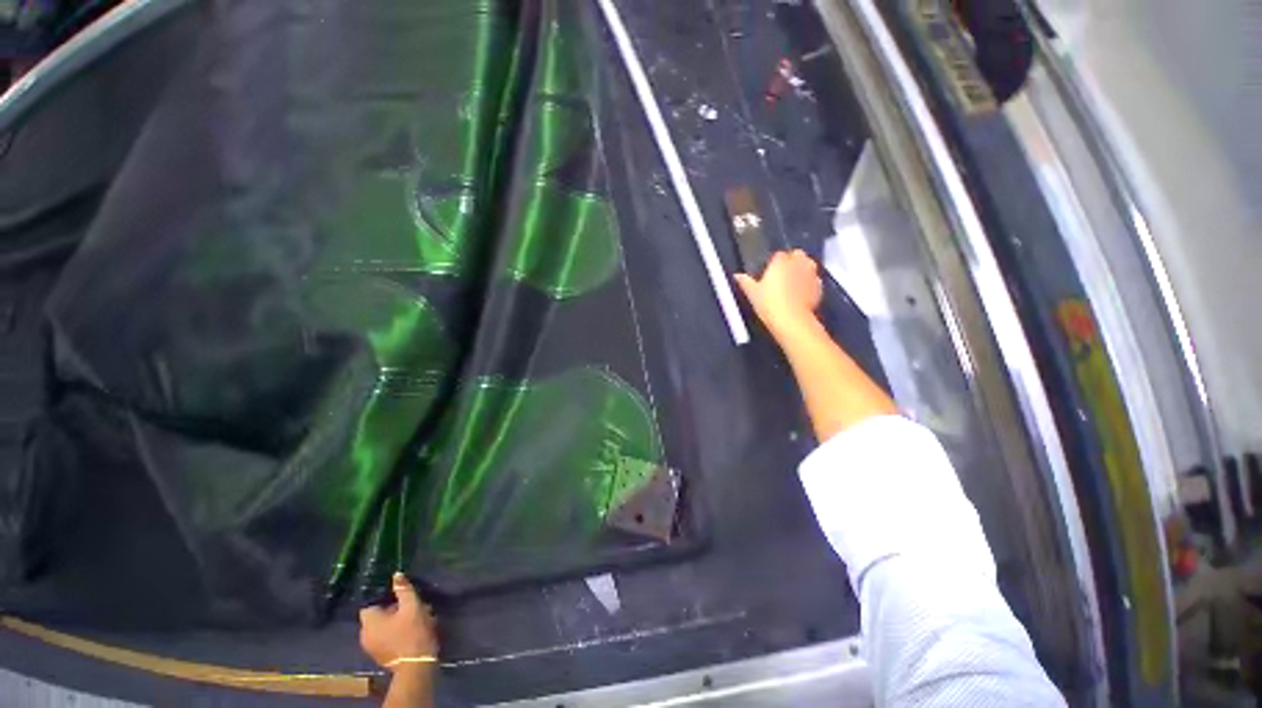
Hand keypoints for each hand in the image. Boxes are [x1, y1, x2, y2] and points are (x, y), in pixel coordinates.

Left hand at [359, 572, 438, 672]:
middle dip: (393, 609)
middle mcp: (364, 635)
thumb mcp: (412, 605)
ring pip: (382, 628)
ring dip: (396, 621)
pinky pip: (385, 638)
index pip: (370, 604)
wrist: (416, 664)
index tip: (399, 597)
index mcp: (369, 622)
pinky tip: (410, 632)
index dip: (384, 599)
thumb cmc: (413, 631)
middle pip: (377, 616)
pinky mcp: (380, 657)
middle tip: (411, 606)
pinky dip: (395, 633)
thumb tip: (396, 574)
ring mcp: (371, 648)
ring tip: (413, 618)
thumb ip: (403, 589)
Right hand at [735, 249, 822, 339]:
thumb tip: (737, 276)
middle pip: (797, 255)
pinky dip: (809, 283)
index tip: (769, 271)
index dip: (774, 262)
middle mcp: (797, 263)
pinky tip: (800, 293)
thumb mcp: (751, 293)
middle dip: (792, 261)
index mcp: (780, 262)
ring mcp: (810, 274)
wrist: (790, 319)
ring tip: (792, 282)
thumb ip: (744, 281)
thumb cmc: (769, 304)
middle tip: (782, 274)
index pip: (778, 254)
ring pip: (809, 265)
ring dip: (802, 269)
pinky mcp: (818, 287)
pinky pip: (814, 280)